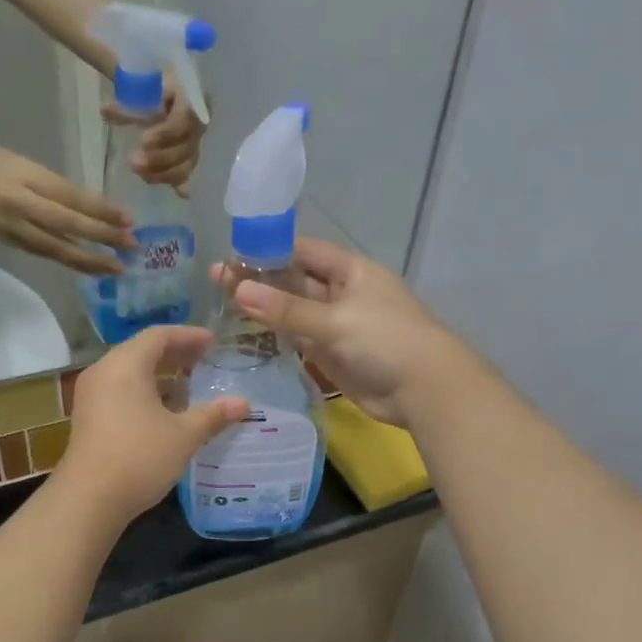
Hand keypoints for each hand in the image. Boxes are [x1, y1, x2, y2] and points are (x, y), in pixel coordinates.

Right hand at [0, 133, 130, 276]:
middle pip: (66, 227)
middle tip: (131, 248)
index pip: (71, 198)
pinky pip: (42, 253)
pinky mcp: (5, 242)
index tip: (129, 221)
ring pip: (55, 249)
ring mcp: (10, 228)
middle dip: (101, 239)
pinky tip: (88, 267)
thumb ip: (60, 190)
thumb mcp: (30, 167)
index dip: (101, 212)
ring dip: (88, 261)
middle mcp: (18, 206)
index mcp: (26, 180)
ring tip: (115, 268)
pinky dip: (67, 261)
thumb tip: (99, 213)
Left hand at [54, 327, 249, 521]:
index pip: (159, 336)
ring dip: (160, 374)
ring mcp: (91, 396)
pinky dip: (145, 391)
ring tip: (189, 384)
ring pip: (129, 372)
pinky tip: (165, 410)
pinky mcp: (88, 417)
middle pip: (142, 350)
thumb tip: (244, 404)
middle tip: (205, 359)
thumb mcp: (184, 436)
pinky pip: (120, 391)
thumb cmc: (139, 458)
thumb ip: (213, 415)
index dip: (189, 336)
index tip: (213, 342)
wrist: (88, 500)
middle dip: (175, 353)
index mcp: (125, 365)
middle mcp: (104, 372)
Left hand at [102, 72, 203, 191]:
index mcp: (191, 100)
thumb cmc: (155, 86)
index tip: (143, 141)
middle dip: (160, 158)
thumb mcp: (142, 91)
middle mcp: (198, 124)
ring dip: (165, 173)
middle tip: (133, 164)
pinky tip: (180, 194)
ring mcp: (196, 143)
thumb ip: (127, 105)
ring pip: (186, 164)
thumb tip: (105, 112)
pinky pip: (188, 172)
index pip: (183, 120)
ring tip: (142, 175)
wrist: (167, 91)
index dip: (165, 134)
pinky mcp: (190, 157)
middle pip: (185, 148)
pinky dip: (181, 183)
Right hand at [226, 238, 461, 427]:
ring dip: (266, 312)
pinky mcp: (334, 356)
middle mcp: (344, 294)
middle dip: (261, 283)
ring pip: (296, 314)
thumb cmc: (386, 341)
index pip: (304, 252)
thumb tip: (238, 290)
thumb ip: (287, 309)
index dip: (270, 250)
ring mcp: (339, 326)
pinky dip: (278, 340)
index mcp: (352, 272)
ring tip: (222, 308)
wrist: (424, 391)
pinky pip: (301, 341)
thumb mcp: (335, 321)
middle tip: (217, 283)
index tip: (233, 255)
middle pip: (296, 283)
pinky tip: (247, 339)